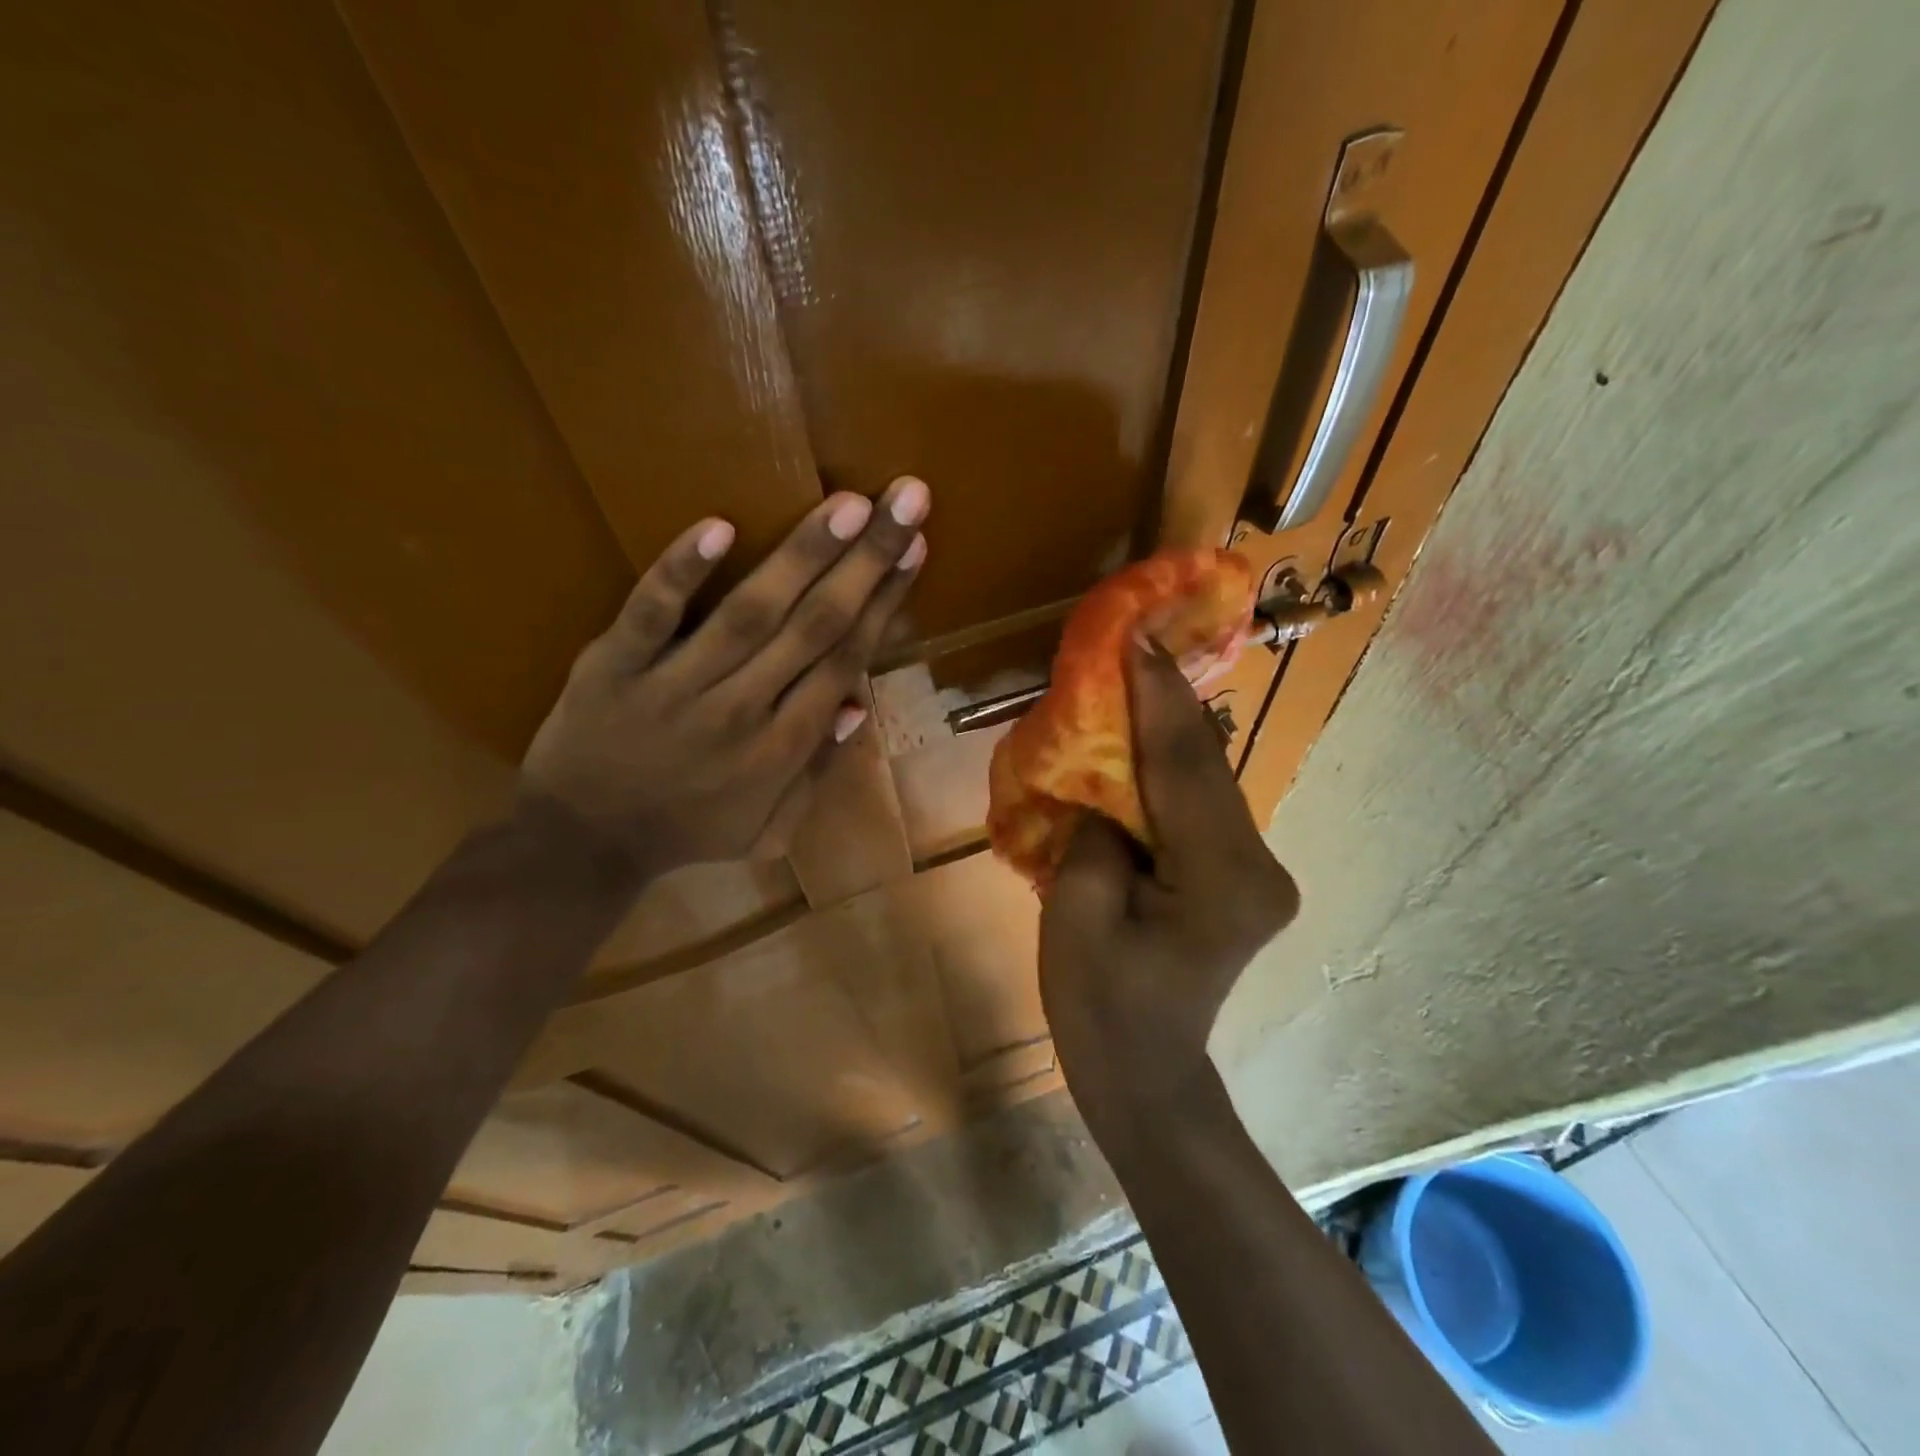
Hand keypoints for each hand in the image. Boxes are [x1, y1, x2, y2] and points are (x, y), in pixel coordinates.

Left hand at [522, 478, 929, 881]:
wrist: (582, 846)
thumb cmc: (686, 832)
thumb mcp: (767, 828)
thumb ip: (816, 772)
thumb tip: (858, 706)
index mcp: (783, 748)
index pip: (845, 660)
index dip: (884, 602)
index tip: (914, 547)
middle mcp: (743, 711)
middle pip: (816, 627)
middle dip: (867, 561)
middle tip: (906, 497)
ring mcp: (677, 686)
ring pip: (751, 614)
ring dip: (802, 556)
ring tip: (848, 504)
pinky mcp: (615, 667)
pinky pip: (651, 615)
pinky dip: (681, 573)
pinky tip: (717, 527)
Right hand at [1038, 642, 1297, 1135]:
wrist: (1145, 1077)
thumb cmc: (1100, 1007)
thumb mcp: (1077, 914)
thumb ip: (1097, 832)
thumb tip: (1109, 785)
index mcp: (1223, 879)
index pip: (1185, 767)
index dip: (1157, 695)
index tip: (1137, 633)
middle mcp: (1259, 865)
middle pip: (1205, 766)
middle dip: (1165, 702)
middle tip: (1130, 642)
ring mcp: (1258, 871)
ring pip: (1207, 781)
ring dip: (1167, 732)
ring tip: (1132, 676)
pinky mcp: (1242, 876)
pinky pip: (1199, 806)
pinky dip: (1168, 770)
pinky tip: (1142, 740)